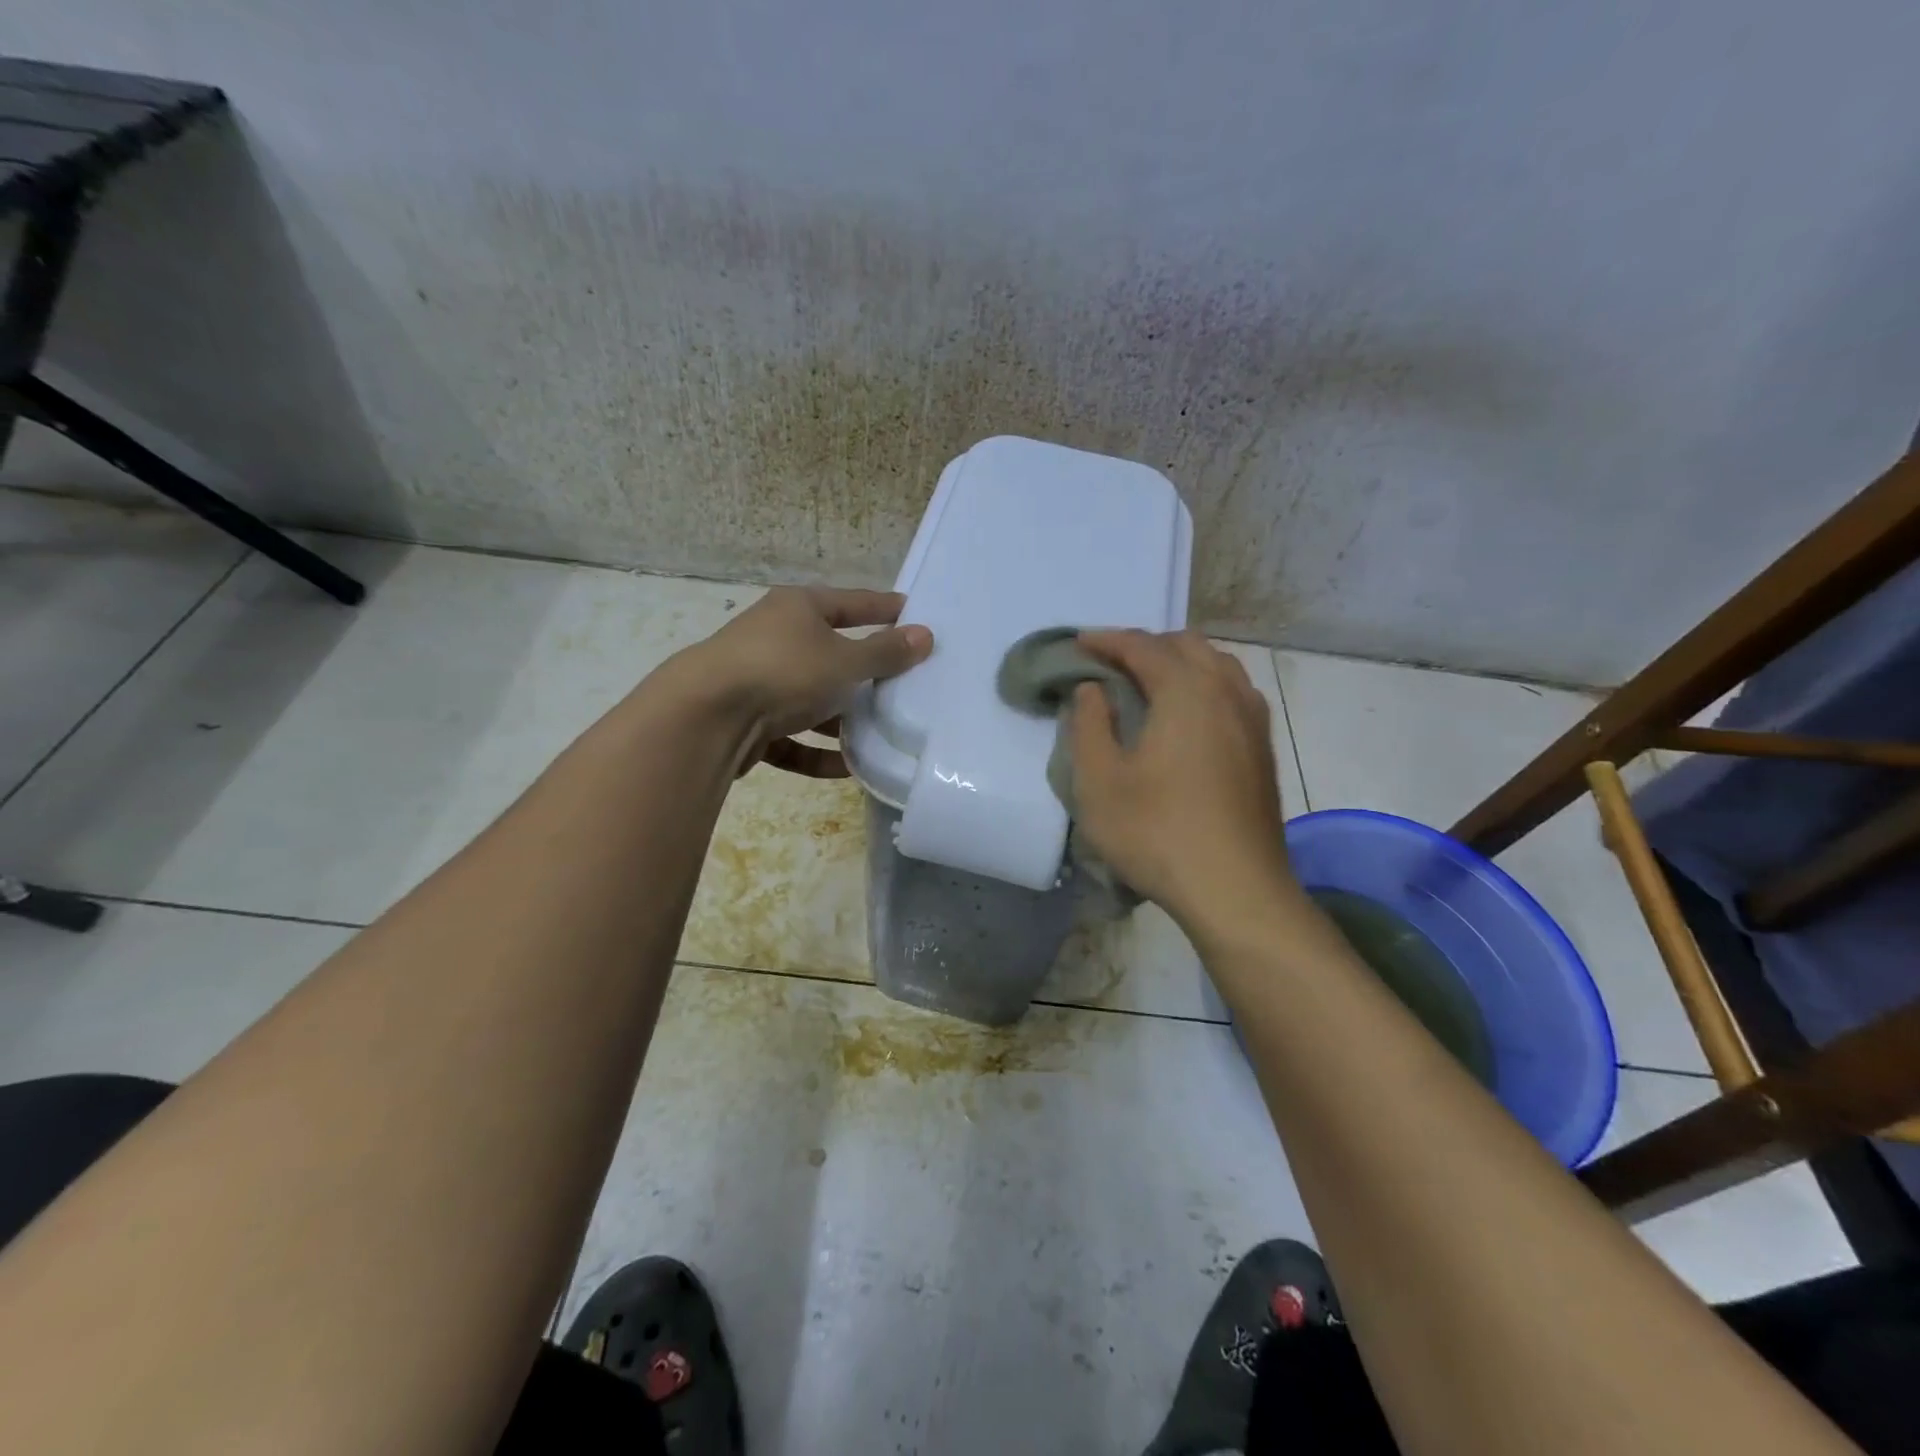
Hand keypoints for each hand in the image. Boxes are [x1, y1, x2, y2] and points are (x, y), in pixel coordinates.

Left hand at [681, 587, 932, 777]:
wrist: (706, 716)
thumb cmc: (784, 671)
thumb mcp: (845, 661)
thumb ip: (886, 652)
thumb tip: (925, 635)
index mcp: (798, 609)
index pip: (852, 603)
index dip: (884, 608)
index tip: (913, 613)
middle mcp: (775, 638)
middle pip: (830, 653)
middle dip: (865, 674)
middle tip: (904, 686)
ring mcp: (757, 681)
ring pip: (810, 699)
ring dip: (841, 719)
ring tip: (880, 734)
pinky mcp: (746, 722)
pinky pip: (790, 736)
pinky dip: (816, 751)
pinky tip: (846, 768)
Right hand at [1068, 630, 1300, 931]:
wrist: (1235, 890)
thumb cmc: (1157, 832)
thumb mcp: (1099, 781)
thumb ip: (1089, 725)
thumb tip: (1092, 689)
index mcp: (1186, 691)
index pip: (1142, 647)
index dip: (1106, 640)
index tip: (1078, 642)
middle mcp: (1226, 692)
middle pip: (1186, 645)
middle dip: (1145, 645)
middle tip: (1110, 663)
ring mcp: (1253, 720)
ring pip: (1217, 665)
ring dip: (1179, 662)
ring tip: (1149, 682)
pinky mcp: (1264, 749)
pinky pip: (1234, 692)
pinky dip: (1204, 685)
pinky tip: (1189, 714)